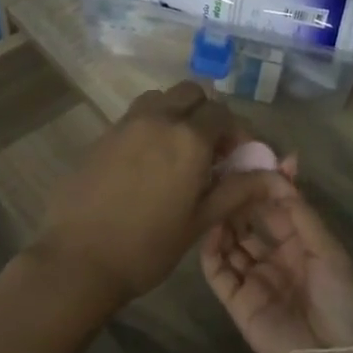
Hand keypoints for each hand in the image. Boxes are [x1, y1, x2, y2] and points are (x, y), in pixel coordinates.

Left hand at [32, 82, 281, 309]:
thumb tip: (274, 177)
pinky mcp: (101, 136)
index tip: (236, 157)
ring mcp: (124, 124)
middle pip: (191, 93)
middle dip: (206, 113)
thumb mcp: (200, 220)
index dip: (236, 131)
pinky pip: (134, 117)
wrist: (78, 259)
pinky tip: (146, 164)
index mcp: (188, 138)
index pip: (223, 113)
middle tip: (209, 150)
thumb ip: (237, 191)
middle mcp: (157, 119)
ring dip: (175, 113)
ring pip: (159, 99)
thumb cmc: (148, 246)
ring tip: (177, 152)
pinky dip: (149, 127)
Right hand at [201, 181, 352, 352]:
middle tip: (223, 174)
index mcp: (305, 246)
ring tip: (214, 196)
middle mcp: (278, 260)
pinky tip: (211, 228)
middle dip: (240, 200)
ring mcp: (256, 281)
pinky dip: (211, 250)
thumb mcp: (329, 250)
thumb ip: (300, 214)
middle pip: (252, 224)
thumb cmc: (346, 301)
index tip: (251, 160)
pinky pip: (218, 272)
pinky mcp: (238, 304)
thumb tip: (278, 173)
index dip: (267, 187)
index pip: (279, 209)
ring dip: (223, 221)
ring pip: (231, 244)